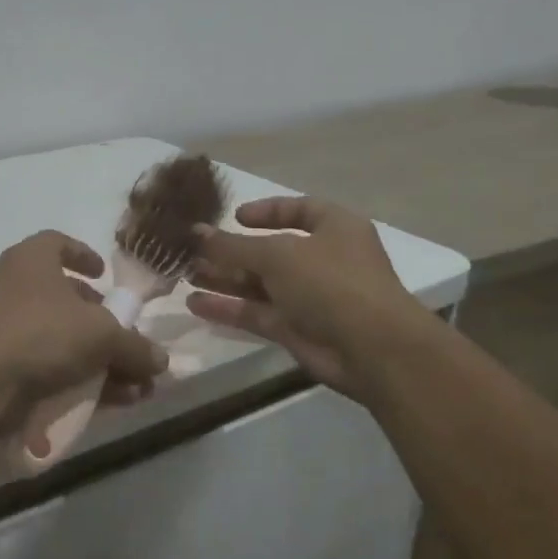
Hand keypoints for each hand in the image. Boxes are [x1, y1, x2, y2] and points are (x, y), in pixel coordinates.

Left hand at [0, 231, 167, 406]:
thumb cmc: (41, 332)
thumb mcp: (101, 334)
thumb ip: (135, 346)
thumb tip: (161, 361)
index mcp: (34, 259)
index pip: (59, 243)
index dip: (84, 255)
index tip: (105, 275)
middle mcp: (17, 287)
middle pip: (67, 299)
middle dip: (104, 323)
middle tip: (128, 341)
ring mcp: (7, 328)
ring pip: (63, 339)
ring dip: (102, 360)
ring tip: (135, 386)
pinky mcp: (4, 365)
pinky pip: (51, 367)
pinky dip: (81, 380)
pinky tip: (114, 402)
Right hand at [186, 197, 428, 398]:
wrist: (372, 349)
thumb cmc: (331, 282)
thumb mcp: (277, 255)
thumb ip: (233, 246)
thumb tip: (195, 233)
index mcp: (334, 227)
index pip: (298, 210)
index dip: (266, 211)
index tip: (234, 217)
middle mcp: (323, 259)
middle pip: (270, 251)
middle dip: (232, 251)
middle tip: (192, 251)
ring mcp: (309, 296)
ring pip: (259, 284)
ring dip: (224, 279)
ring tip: (185, 275)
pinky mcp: (296, 329)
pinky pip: (257, 313)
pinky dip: (229, 308)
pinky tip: (196, 304)